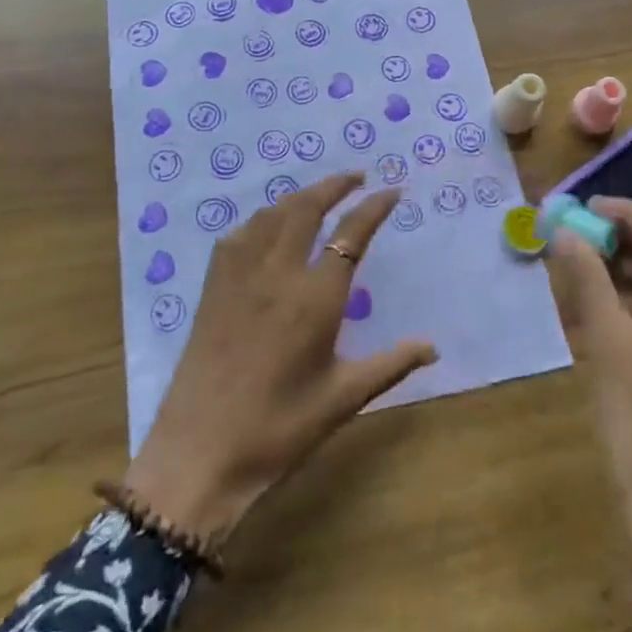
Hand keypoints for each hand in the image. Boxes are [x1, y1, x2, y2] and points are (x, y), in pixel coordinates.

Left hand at [124, 174, 437, 543]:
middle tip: (357, 177)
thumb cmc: (278, 430)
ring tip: (319, 196)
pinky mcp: (213, 287)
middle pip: (306, 208)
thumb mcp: (343, 400)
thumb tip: (433, 348)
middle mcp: (277, 273)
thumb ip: (390, 365)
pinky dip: (262, 218)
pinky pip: (239, 235)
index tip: (391, 191)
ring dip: (299, 196)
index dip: (374, 207)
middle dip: (334, 185)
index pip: (351, 235)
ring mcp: (239, 276)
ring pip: (271, 214)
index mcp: (315, 299)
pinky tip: (268, 227)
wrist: (199, 454)